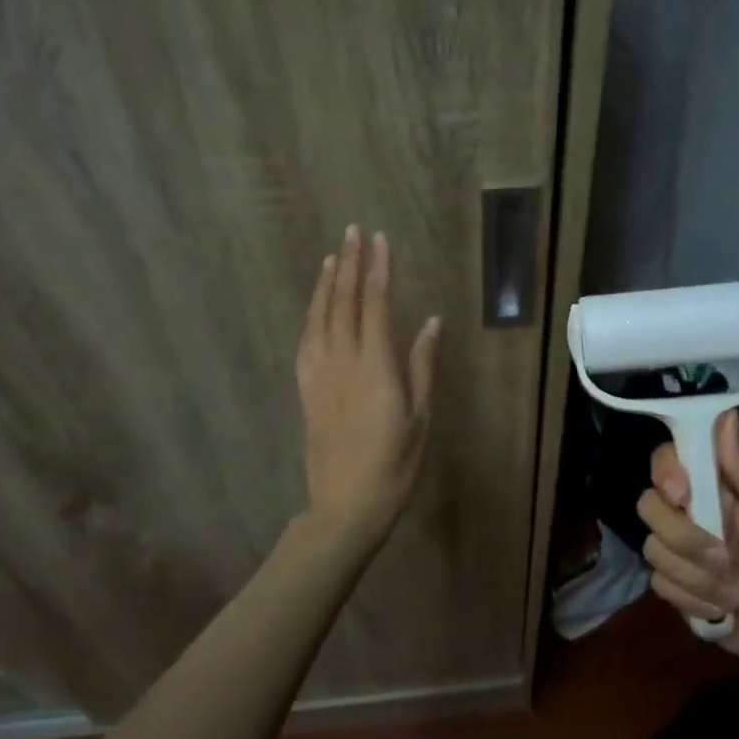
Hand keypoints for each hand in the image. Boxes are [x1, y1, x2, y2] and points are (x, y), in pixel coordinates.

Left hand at [295, 226, 441, 538]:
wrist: (345, 507)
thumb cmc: (394, 465)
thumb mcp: (420, 417)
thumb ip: (423, 365)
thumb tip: (433, 321)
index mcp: (375, 366)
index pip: (376, 305)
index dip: (378, 269)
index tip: (379, 239)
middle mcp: (343, 361)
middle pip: (345, 303)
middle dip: (351, 264)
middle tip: (352, 231)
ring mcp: (320, 375)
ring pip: (320, 318)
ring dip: (327, 284)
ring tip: (333, 257)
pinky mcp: (306, 390)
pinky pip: (306, 341)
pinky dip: (311, 315)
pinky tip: (315, 305)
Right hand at [637, 411, 738, 676]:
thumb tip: (726, 413)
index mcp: (715, 490)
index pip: (667, 462)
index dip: (665, 472)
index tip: (682, 493)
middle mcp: (692, 515)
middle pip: (648, 505)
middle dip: (683, 537)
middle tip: (725, 558)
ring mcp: (682, 554)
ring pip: (653, 548)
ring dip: (696, 576)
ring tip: (734, 593)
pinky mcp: (678, 589)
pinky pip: (660, 584)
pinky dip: (694, 600)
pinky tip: (724, 611)